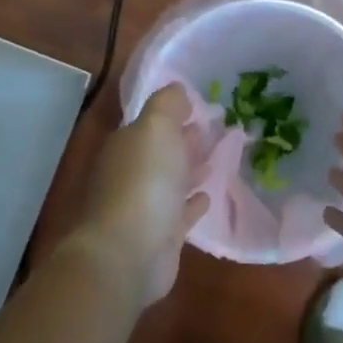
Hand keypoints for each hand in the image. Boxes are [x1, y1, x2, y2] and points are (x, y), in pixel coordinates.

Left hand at [72, 84, 208, 307]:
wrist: (128, 252)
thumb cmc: (144, 182)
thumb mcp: (157, 129)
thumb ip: (167, 105)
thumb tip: (177, 89)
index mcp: (126, 145)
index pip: (152, 123)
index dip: (175, 114)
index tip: (203, 108)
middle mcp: (130, 174)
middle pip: (161, 152)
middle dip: (184, 141)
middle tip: (215, 132)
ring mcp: (142, 208)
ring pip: (170, 182)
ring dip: (190, 170)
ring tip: (216, 159)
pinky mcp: (159, 238)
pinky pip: (179, 214)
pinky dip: (192, 203)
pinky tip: (207, 197)